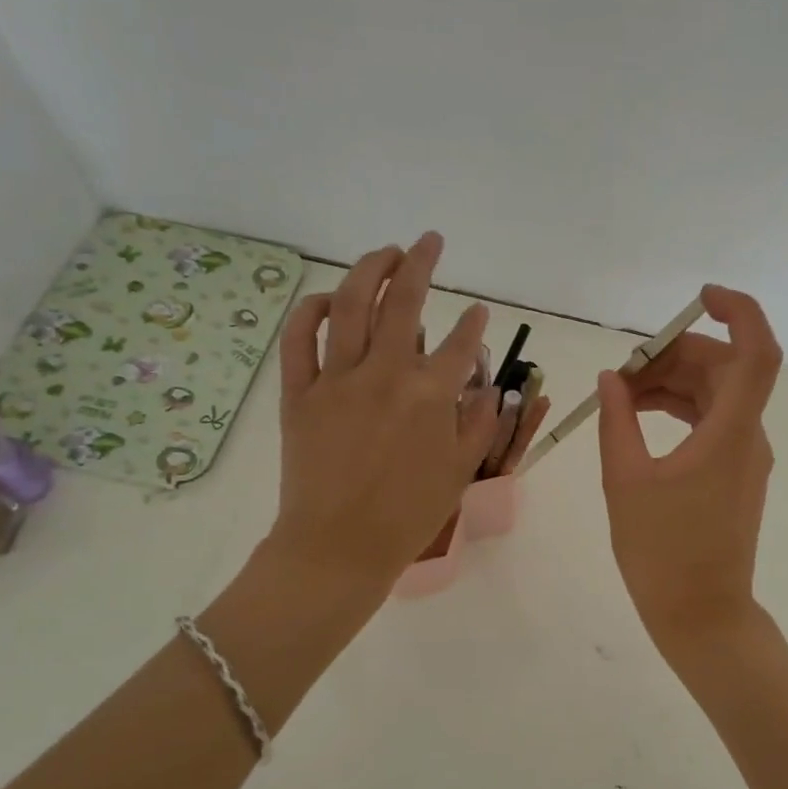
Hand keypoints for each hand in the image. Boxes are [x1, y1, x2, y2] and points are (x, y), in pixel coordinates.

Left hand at [265, 232, 497, 604]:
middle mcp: (385, 374)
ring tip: (385, 252)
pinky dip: (312, 311)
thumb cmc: (408, 515)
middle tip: (430, 241)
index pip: (459, 343)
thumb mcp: (459, 471)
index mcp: (430, 396)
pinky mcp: (300, 392)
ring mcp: (337, 379)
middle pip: (403, 302)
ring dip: (370, 270)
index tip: (479, 311)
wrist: (338, 547)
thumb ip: (479, 423)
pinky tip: (328, 298)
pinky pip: (300, 339)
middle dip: (420, 263)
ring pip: (351, 306)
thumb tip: (488, 388)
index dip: (474, 324)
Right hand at [597, 285, 782, 654]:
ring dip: (672, 384)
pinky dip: (680, 409)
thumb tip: (614, 378)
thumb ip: (618, 421)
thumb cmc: (662, 553)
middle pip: (724, 369)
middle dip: (674, 357)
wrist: (702, 615)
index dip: (738, 312)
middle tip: (623, 374)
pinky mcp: (735, 474)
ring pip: (716, 395)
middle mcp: (748, 437)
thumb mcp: (627, 482)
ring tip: (621, 396)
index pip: (756, 353)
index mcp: (730, 433)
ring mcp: (745, 456)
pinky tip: (641, 416)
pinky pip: (712, 421)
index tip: (699, 299)